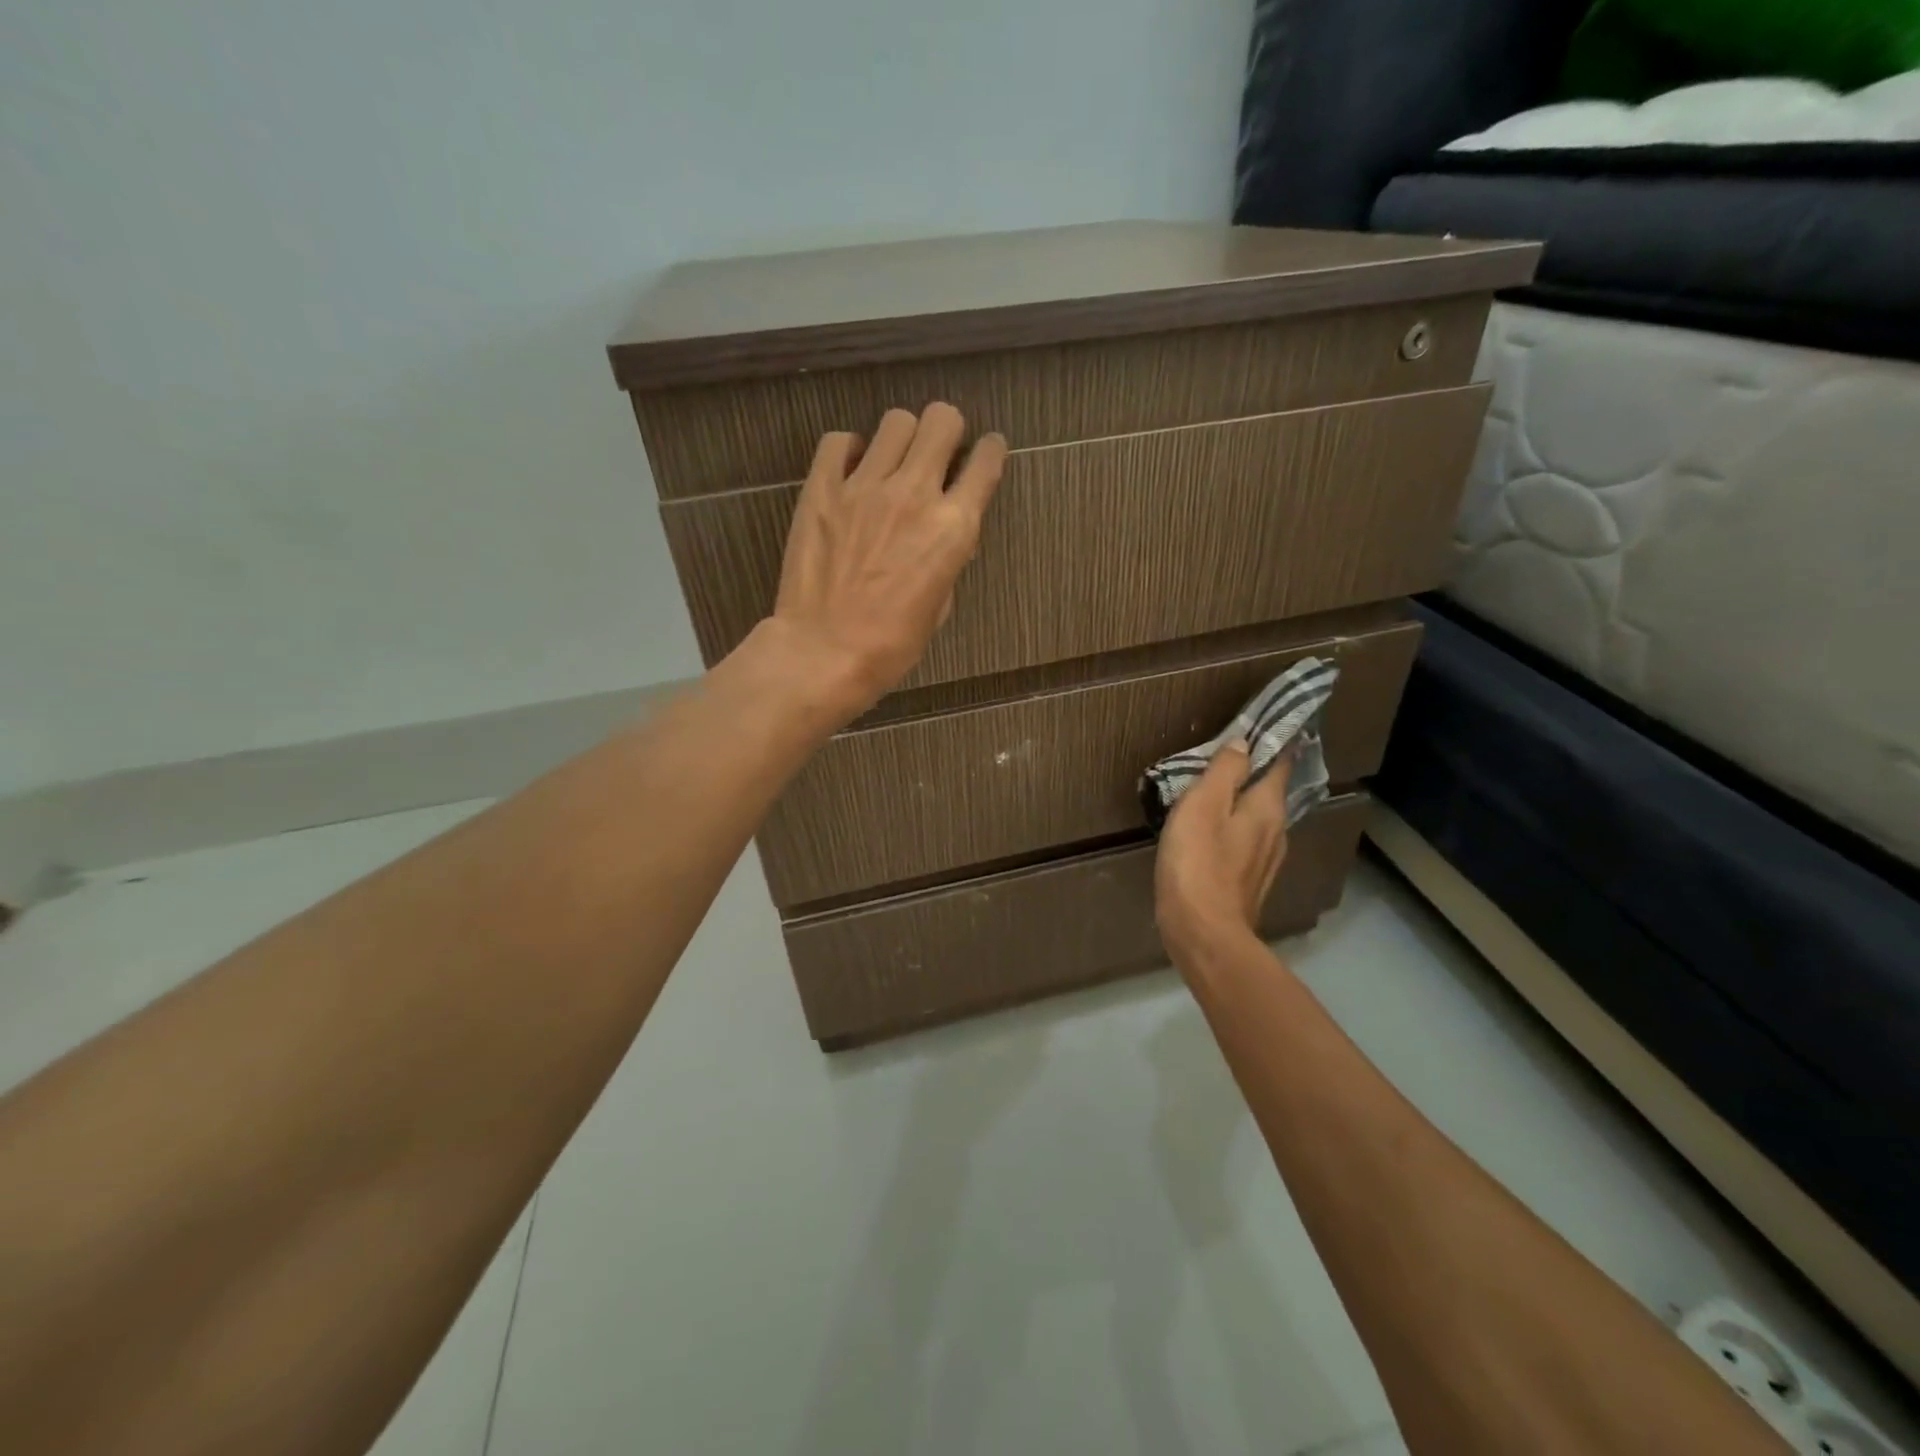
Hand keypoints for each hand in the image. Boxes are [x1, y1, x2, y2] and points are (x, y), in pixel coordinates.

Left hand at [770, 402, 1006, 711]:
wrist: (824, 652)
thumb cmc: (890, 645)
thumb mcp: (939, 607)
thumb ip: (948, 559)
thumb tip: (946, 536)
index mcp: (952, 528)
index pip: (986, 463)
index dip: (991, 452)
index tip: (986, 452)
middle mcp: (914, 493)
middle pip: (942, 420)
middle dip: (947, 431)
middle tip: (938, 452)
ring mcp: (864, 485)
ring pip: (896, 422)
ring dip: (902, 438)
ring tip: (892, 462)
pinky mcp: (822, 488)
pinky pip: (839, 441)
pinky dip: (849, 450)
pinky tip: (850, 472)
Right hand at [1155, 744, 1292, 964]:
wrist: (1203, 932)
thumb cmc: (1198, 863)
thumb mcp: (1203, 805)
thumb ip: (1224, 771)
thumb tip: (1243, 743)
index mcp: (1267, 808)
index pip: (1279, 764)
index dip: (1274, 743)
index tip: (1264, 725)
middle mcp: (1276, 832)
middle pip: (1269, 792)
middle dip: (1254, 772)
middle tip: (1229, 755)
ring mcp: (1265, 861)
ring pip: (1258, 819)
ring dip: (1242, 802)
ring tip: (1217, 791)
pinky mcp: (1248, 882)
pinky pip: (1244, 842)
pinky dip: (1233, 828)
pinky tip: (1212, 832)